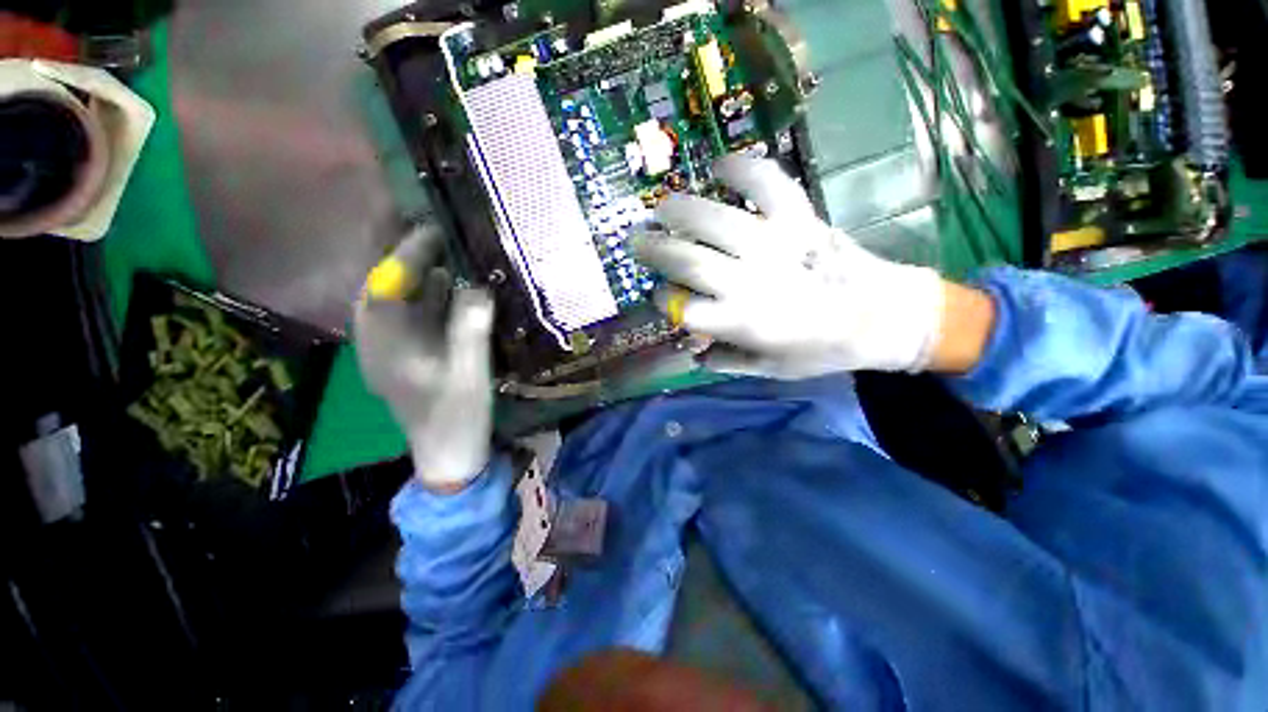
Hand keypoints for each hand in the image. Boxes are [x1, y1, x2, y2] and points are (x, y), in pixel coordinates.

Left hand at [354, 228, 494, 492]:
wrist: (449, 454)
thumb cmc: (456, 416)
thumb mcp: (469, 373)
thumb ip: (470, 328)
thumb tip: (479, 285)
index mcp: (384, 347)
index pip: (385, 287)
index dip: (407, 256)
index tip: (434, 230)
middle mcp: (381, 342)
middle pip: (390, 290)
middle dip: (414, 262)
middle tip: (448, 239)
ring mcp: (396, 350)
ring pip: (405, 303)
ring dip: (427, 279)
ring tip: (456, 257)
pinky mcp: (412, 356)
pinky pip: (419, 318)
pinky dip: (436, 300)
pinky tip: (458, 291)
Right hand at [632, 156, 948, 378]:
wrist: (884, 316)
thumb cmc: (823, 350)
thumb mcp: (771, 369)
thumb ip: (728, 361)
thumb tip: (695, 353)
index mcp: (742, 321)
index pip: (683, 309)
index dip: (663, 301)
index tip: (660, 298)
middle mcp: (750, 280)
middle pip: (687, 260)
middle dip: (653, 249)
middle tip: (636, 240)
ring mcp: (775, 242)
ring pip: (713, 219)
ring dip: (678, 210)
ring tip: (661, 206)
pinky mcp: (800, 216)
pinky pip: (766, 182)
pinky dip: (741, 168)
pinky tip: (719, 167)